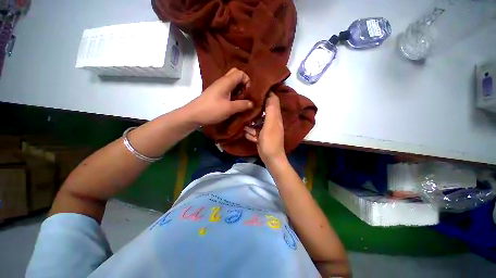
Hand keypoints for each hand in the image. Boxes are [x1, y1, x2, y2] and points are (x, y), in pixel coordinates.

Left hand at [186, 68, 252, 125]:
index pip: (241, 73)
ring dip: (239, 89)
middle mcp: (222, 81)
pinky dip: (234, 93)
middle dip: (244, 83)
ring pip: (232, 82)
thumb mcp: (229, 108)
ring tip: (242, 100)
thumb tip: (252, 103)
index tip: (248, 93)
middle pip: (236, 75)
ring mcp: (218, 87)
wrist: (193, 114)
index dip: (247, 81)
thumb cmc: (211, 110)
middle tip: (246, 95)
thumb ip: (242, 105)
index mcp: (226, 82)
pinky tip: (234, 102)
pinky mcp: (216, 93)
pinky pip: (228, 89)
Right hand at [244, 92, 285, 164]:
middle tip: (246, 106)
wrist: (270, 158)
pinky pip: (253, 130)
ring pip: (256, 121)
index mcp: (276, 116)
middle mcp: (271, 121)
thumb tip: (271, 95)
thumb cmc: (271, 141)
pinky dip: (251, 133)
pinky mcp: (261, 135)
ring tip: (248, 128)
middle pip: (263, 110)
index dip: (267, 93)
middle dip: (255, 109)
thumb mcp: (271, 124)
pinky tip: (251, 137)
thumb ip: (271, 110)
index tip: (256, 88)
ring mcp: (265, 128)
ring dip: (251, 125)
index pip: (273, 100)